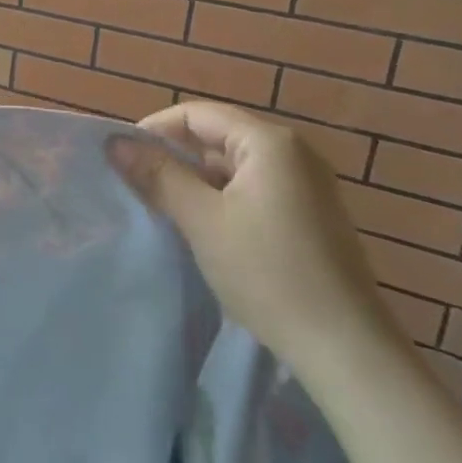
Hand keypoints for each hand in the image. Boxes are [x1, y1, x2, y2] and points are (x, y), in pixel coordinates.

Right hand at [110, 102, 403, 379]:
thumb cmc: (268, 273)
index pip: (197, 114)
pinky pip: (253, 189)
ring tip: (162, 208)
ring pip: (233, 166)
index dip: (154, 130)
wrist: (345, 348)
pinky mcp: (310, 215)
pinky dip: (222, 199)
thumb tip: (116, 142)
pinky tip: (203, 228)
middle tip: (136, 185)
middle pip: (217, 136)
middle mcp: (293, 152)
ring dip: (195, 180)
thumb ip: (158, 175)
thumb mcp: (202, 220)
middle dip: (173, 156)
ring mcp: (307, 184)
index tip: (122, 159)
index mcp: (269, 143)